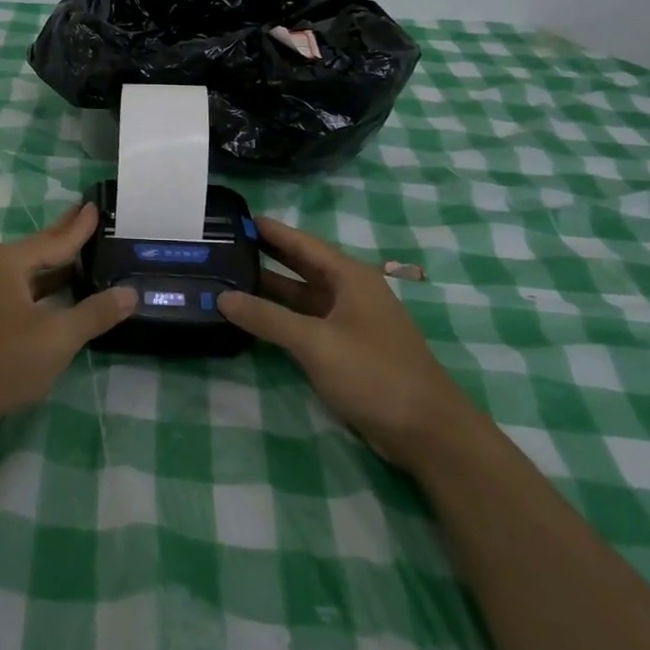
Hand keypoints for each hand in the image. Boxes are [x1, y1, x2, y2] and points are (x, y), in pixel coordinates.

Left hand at [0, 202, 136, 444]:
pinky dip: (42, 286)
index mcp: (10, 263)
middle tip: (87, 214)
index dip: (80, 226)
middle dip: (64, 234)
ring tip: (79, 253)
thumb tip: (131, 292)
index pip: (56, 239)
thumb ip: (95, 313)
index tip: (95, 205)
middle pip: (39, 248)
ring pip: (28, 272)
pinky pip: (20, 290)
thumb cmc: (1, 362)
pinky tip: (55, 295)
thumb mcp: (57, 338)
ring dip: (54, 264)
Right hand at [219, 218, 464, 461]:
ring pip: (302, 296)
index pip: (302, 243)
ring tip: (228, 278)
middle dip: (266, 255)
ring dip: (270, 289)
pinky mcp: (345, 350)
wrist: (427, 432)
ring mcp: (348, 322)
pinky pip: (306, 323)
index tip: (236, 217)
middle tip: (223, 246)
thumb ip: (267, 318)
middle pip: (301, 266)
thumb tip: (222, 297)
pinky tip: (254, 318)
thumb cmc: (374, 373)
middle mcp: (349, 292)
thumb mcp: (316, 342)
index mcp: (350, 276)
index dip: (270, 230)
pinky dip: (281, 317)